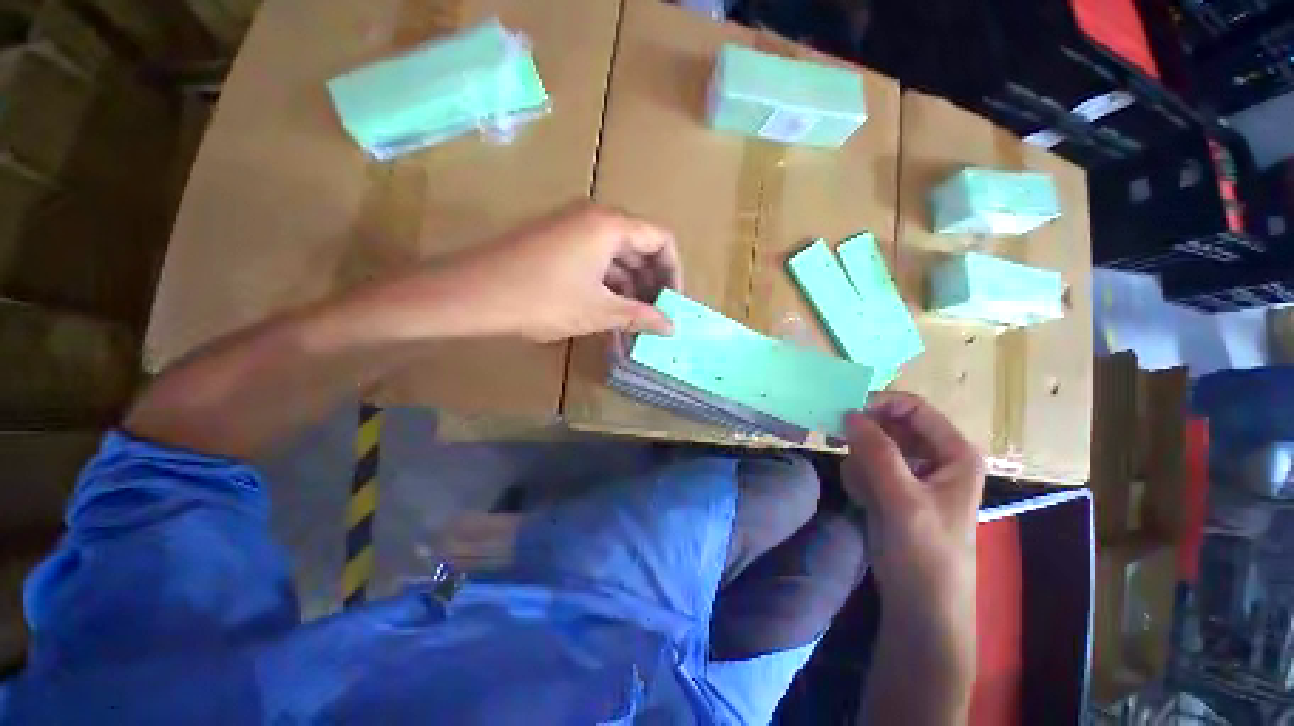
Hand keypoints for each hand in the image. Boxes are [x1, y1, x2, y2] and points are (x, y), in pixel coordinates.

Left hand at [360, 203, 682, 343]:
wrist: (471, 295)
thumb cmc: (542, 299)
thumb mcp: (599, 311)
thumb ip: (640, 316)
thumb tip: (671, 327)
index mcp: (611, 225)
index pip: (661, 240)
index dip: (673, 272)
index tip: (673, 303)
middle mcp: (594, 218)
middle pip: (639, 248)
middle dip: (651, 285)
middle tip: (655, 318)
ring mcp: (572, 229)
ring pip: (616, 259)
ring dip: (629, 291)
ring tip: (634, 326)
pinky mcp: (556, 244)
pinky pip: (595, 263)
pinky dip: (607, 288)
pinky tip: (610, 316)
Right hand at [842, 393, 983, 684]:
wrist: (918, 602)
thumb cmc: (926, 552)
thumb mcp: (903, 499)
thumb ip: (877, 452)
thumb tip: (850, 413)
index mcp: (953, 452)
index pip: (914, 408)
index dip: (880, 405)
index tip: (846, 413)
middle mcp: (933, 456)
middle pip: (889, 424)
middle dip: (864, 437)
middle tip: (836, 443)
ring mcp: (909, 472)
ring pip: (871, 444)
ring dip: (859, 462)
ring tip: (863, 490)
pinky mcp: (890, 487)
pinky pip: (864, 464)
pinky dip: (858, 478)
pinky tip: (863, 499)